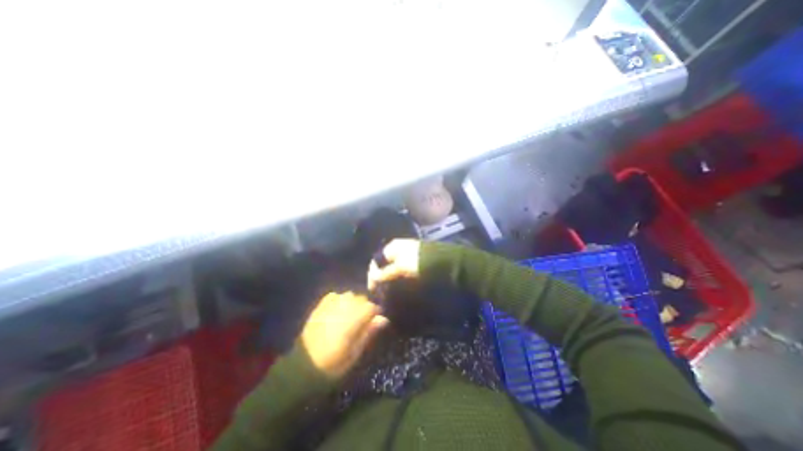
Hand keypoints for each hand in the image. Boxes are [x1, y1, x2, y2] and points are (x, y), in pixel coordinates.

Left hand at [302, 292, 388, 375]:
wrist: (302, 365)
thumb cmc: (331, 363)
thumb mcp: (354, 353)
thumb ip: (368, 333)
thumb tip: (383, 319)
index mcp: (353, 320)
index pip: (371, 306)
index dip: (376, 312)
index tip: (375, 320)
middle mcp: (343, 308)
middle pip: (361, 298)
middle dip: (364, 307)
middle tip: (362, 320)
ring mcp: (330, 305)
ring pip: (349, 295)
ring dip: (353, 302)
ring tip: (350, 315)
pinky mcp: (320, 306)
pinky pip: (335, 295)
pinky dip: (340, 299)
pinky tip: (338, 310)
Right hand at [366, 238, 421, 289]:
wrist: (442, 261)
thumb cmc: (417, 261)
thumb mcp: (400, 267)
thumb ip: (385, 273)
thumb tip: (373, 279)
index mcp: (392, 246)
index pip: (376, 260)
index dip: (372, 274)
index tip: (372, 289)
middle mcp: (397, 248)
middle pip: (383, 264)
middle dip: (380, 277)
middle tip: (380, 291)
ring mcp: (406, 254)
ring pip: (392, 268)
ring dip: (389, 278)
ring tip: (388, 291)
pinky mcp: (414, 262)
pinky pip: (400, 270)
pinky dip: (397, 277)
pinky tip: (398, 286)